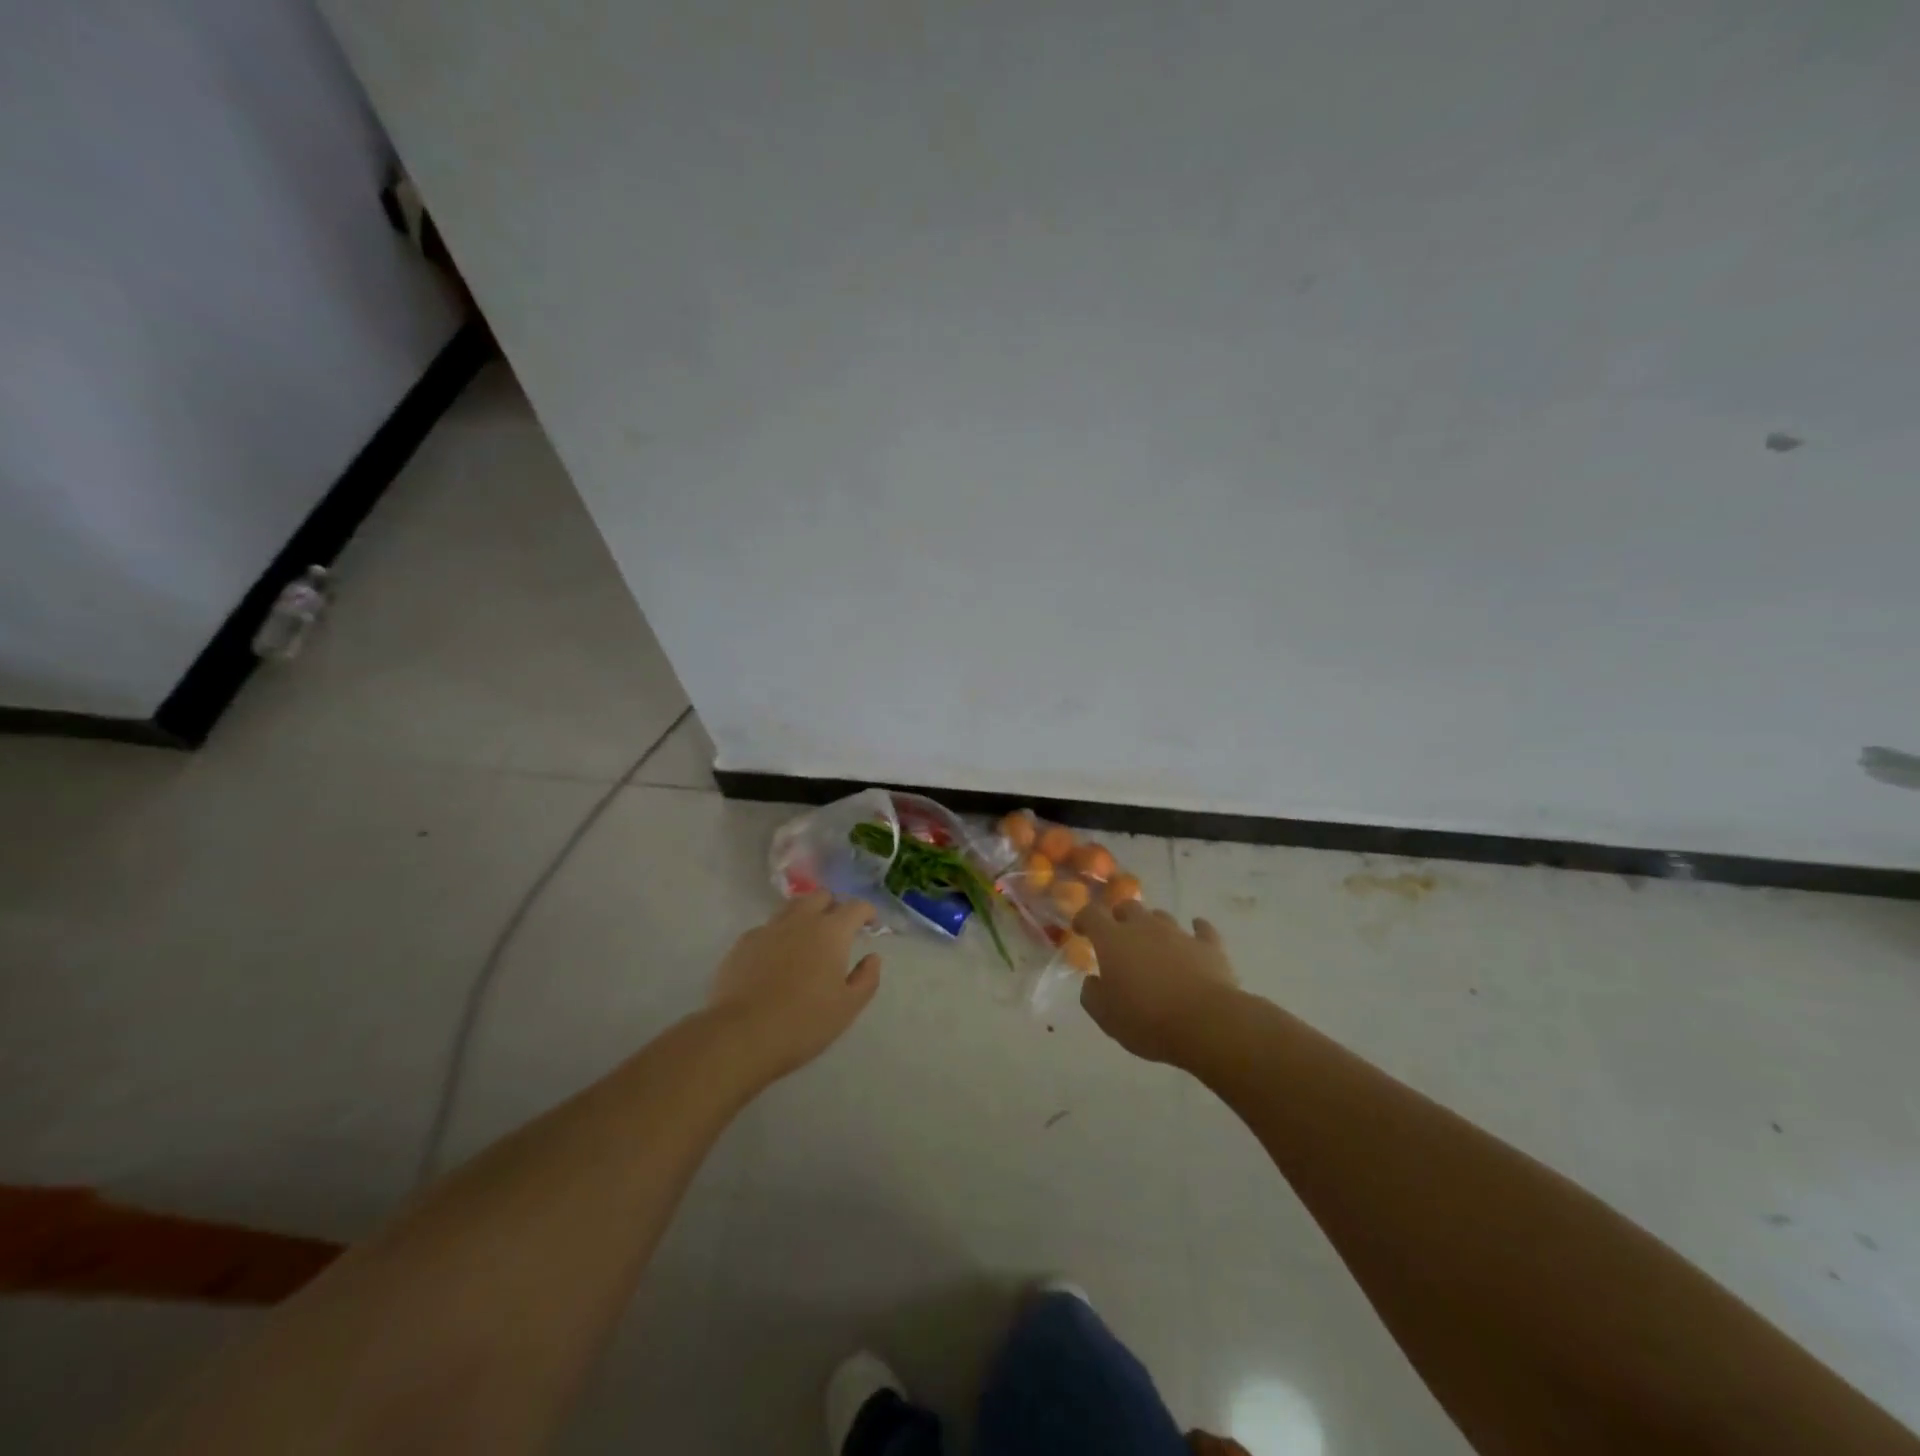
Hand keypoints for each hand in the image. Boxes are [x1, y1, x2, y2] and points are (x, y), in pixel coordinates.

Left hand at [709, 893, 882, 1080]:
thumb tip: (872, 958)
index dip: (867, 912)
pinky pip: (767, 929)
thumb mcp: (848, 1007)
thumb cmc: (804, 1022)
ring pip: (791, 907)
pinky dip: (778, 935)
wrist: (742, 1035)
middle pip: (821, 896)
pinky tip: (776, 959)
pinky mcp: (743, 943)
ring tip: (807, 940)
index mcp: (831, 931)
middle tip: (838, 930)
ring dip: (805, 916)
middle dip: (834, 906)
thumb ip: (866, 978)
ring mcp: (768, 929)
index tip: (870, 925)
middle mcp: (800, 920)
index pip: (855, 907)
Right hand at [1074, 901, 1238, 1065]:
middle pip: (1127, 907)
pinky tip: (1196, 933)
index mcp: (1113, 940)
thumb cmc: (1147, 1020)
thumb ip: (1092, 994)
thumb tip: (1092, 981)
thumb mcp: (1106, 1017)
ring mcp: (1178, 933)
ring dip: (1153, 926)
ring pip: (1161, 916)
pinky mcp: (1208, 946)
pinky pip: (1202, 930)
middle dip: (1119, 918)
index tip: (1081, 930)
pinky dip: (1196, 930)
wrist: (1206, 1024)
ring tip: (1153, 945)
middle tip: (1118, 938)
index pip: (1092, 913)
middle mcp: (1144, 927)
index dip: (1084, 918)